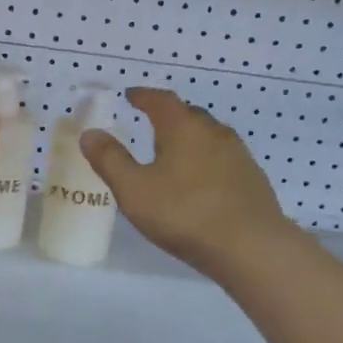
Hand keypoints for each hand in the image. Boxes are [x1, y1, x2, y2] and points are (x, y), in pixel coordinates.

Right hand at [80, 88, 291, 276]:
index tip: (130, 95)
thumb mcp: (135, 190)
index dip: (143, 96)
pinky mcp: (252, 179)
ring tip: (174, 153)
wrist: (251, 246)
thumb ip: (110, 160)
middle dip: (168, 116)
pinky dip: (206, 160)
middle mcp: (214, 133)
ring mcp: (238, 155)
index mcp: (183, 128)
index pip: (161, 100)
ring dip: (190, 138)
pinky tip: (200, 181)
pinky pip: (223, 159)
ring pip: (209, 136)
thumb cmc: (185, 214)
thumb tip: (90, 133)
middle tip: (150, 124)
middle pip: (188, 114)